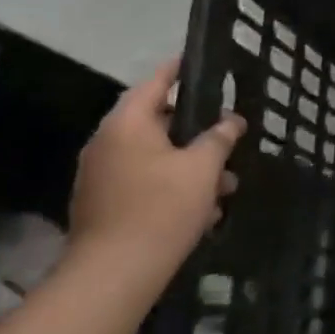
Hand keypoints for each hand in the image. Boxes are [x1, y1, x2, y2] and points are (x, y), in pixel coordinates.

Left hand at [64, 58, 243, 312]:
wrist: (114, 274)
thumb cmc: (161, 207)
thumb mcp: (203, 167)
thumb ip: (219, 137)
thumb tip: (232, 120)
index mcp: (127, 125)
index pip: (155, 82)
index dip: (179, 69)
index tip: (200, 60)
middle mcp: (108, 144)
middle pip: (157, 122)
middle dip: (197, 129)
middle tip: (229, 130)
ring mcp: (102, 176)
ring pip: (156, 157)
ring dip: (191, 165)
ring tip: (227, 183)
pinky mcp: (105, 205)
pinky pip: (146, 182)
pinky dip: (174, 186)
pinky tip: (205, 211)